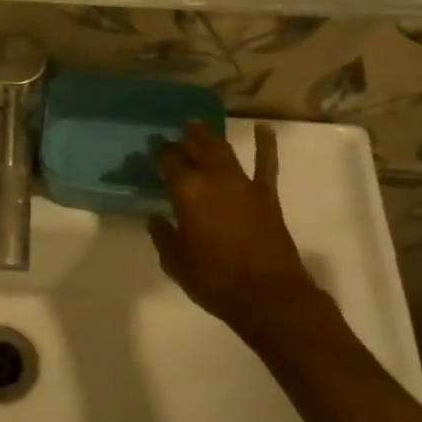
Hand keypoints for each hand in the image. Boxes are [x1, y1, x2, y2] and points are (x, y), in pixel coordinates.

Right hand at [149, 122, 326, 349]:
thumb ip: (163, 236)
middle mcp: (214, 178)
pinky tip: (263, 128)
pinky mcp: (266, 195)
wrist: (269, 296)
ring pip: (223, 151)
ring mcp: (243, 184)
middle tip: (174, 134)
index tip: (152, 152)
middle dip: (183, 140)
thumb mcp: (176, 262)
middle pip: (196, 149)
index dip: (160, 154)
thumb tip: (156, 218)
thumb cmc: (215, 279)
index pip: (169, 161)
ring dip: (210, 137)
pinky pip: (266, 164)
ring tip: (198, 125)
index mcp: (187, 191)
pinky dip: (265, 144)